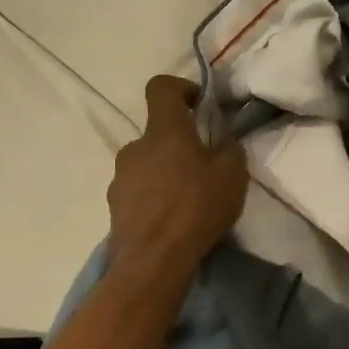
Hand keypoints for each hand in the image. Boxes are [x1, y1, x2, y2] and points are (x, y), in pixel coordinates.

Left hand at [106, 76, 246, 277]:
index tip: (200, 106)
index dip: (181, 88)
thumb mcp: (233, 173)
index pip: (161, 87)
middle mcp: (135, 147)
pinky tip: (173, 219)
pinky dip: (155, 197)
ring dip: (166, 172)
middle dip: (180, 143)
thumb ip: (229, 148)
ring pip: (147, 163)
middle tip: (204, 166)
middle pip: (158, 133)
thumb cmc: (196, 207)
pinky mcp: (115, 206)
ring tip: (189, 199)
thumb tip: (222, 141)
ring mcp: (120, 178)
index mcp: (164, 131)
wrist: (153, 261)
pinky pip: (139, 190)